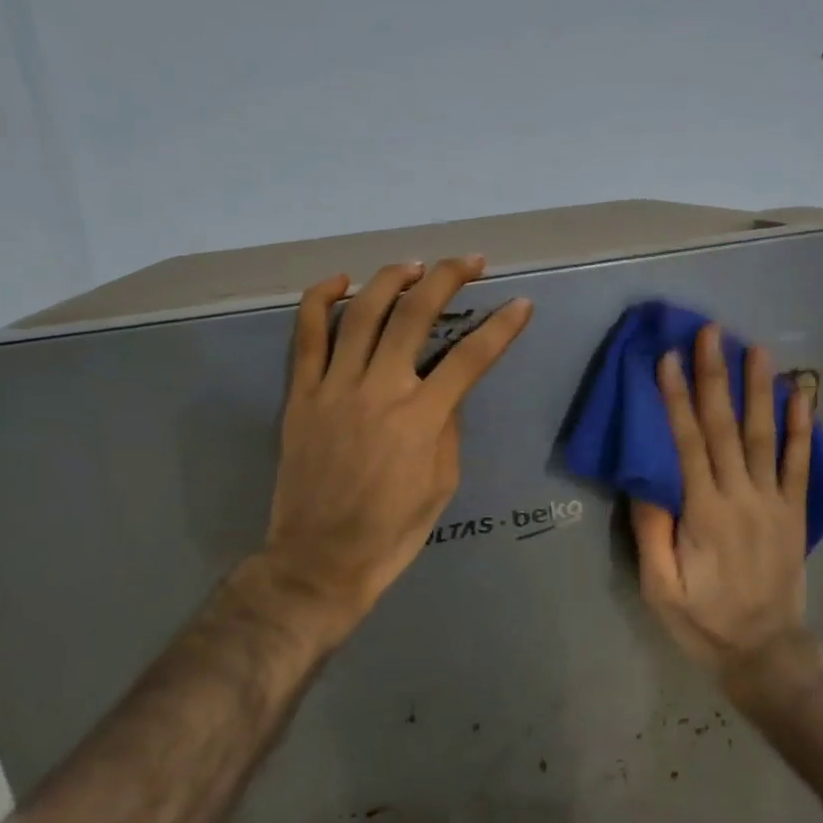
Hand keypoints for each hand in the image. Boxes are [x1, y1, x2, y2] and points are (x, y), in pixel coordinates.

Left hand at [253, 257, 531, 648]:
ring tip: (415, 265)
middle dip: (448, 278)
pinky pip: (306, 336)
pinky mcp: (301, 395)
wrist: (320, 560)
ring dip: (393, 279)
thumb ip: (448, 428)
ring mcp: (334, 388)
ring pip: (363, 313)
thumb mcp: (443, 484)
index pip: (471, 357)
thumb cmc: (392, 531)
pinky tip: (342, 281)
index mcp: (421, 419)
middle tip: (471, 262)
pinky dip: (322, 300)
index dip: (501, 327)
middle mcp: (380, 391)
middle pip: (415, 315)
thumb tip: (446, 389)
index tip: (521, 303)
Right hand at [631, 323, 811, 673]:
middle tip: (711, 333)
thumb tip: (644, 477)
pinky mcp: (794, 511)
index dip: (676, 399)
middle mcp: (742, 497)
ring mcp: (774, 502)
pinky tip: (802, 394)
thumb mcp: (660, 588)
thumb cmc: (704, 621)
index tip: (668, 358)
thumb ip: (651, 531)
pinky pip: (800, 463)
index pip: (687, 443)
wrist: (765, 652)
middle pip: (724, 427)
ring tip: (754, 348)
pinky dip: (802, 427)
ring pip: (764, 435)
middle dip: (715, 377)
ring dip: (758, 389)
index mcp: (704, 513)